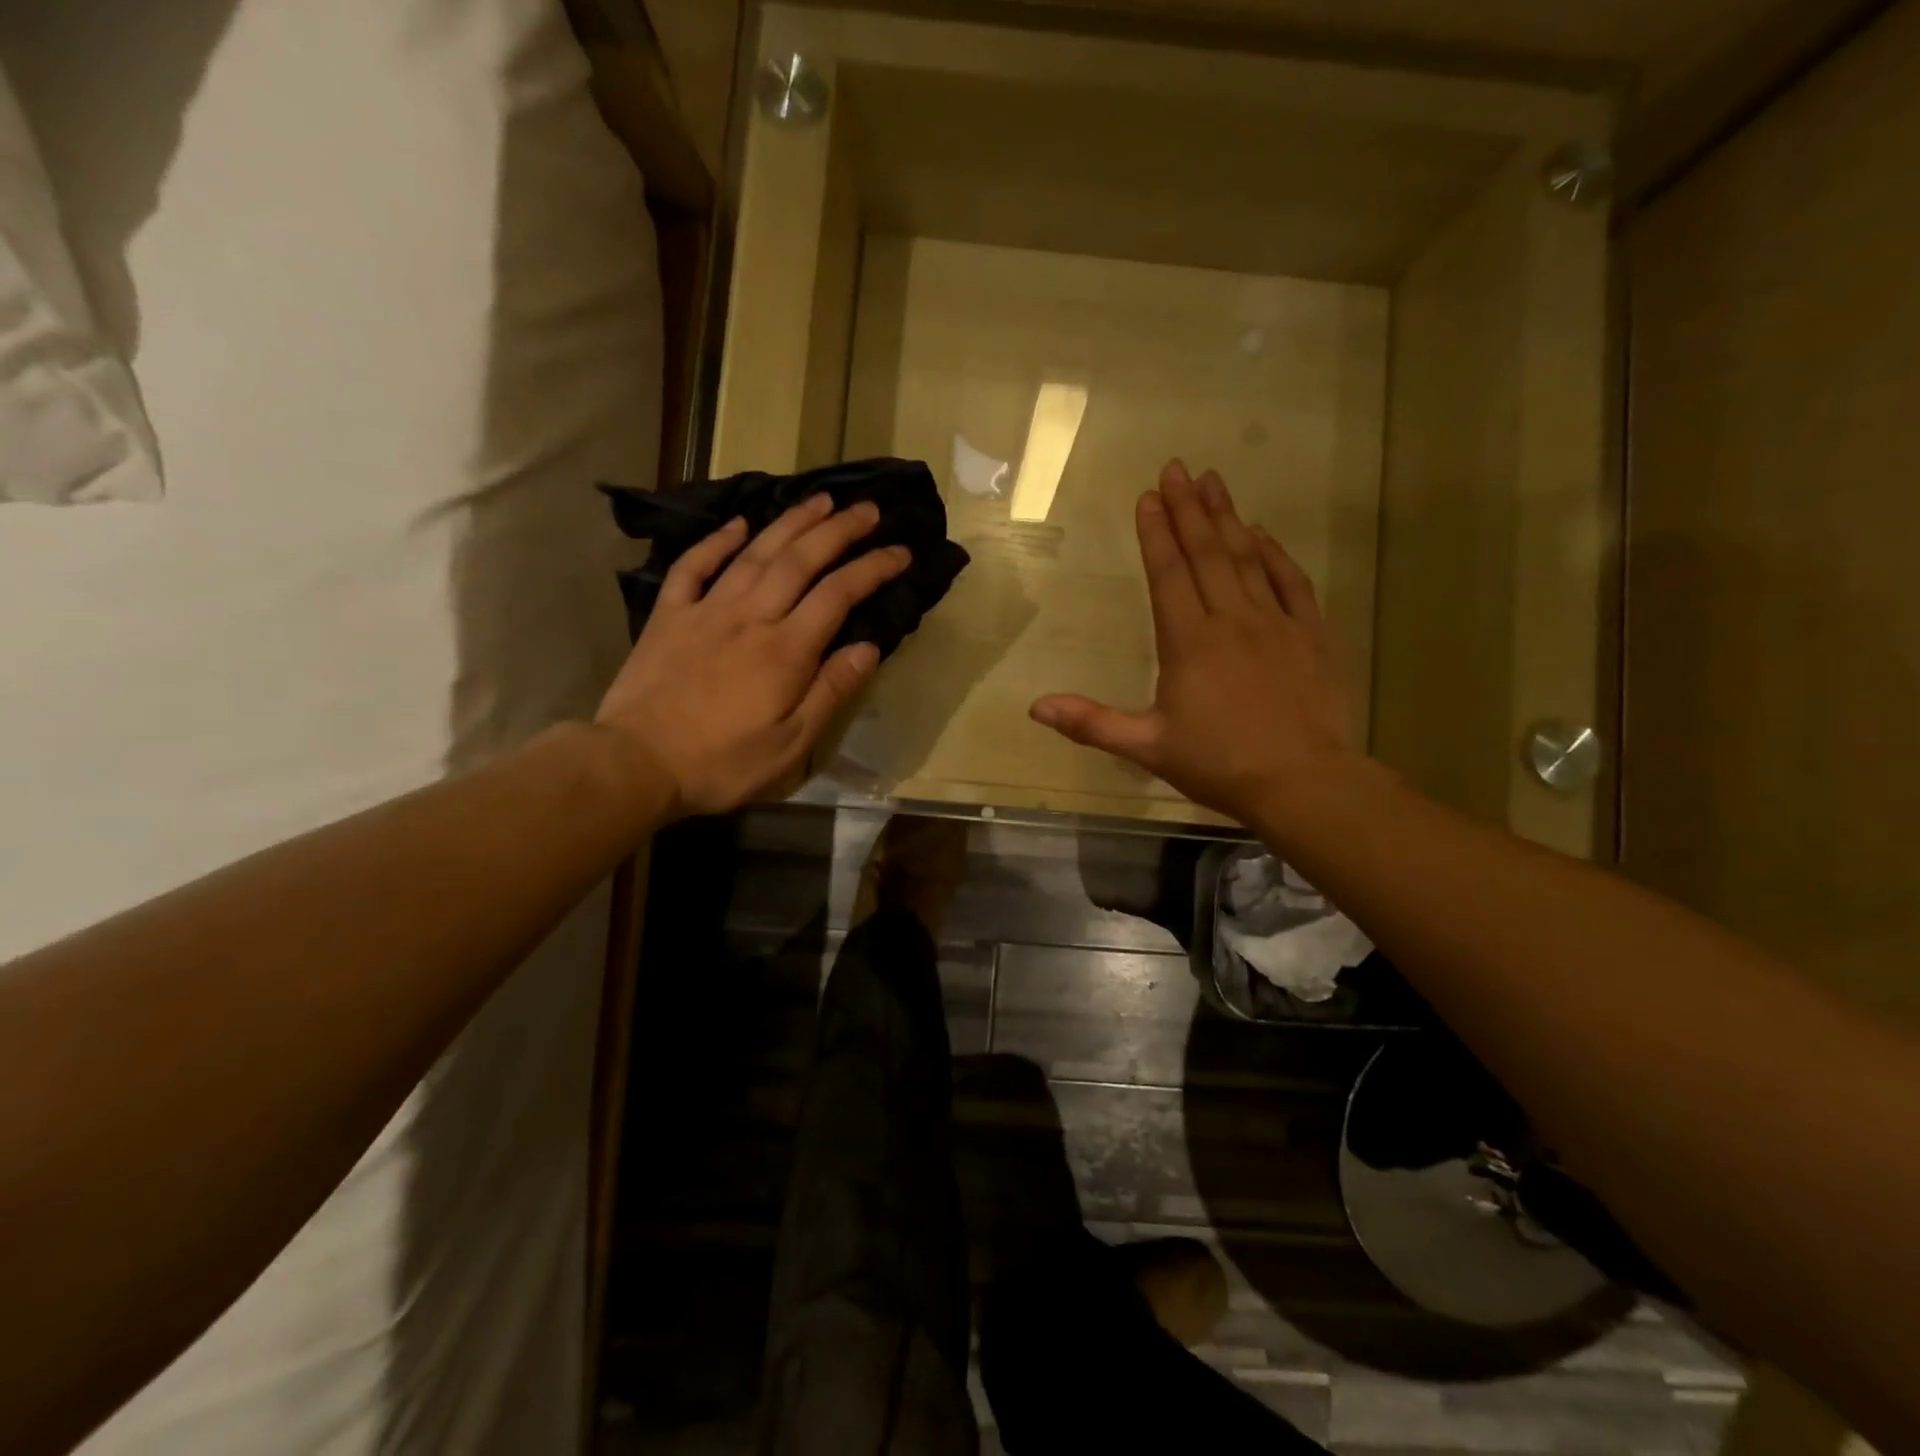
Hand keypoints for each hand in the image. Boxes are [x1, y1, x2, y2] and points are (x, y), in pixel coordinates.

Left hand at [595, 495, 909, 818]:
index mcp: (785, 650)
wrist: (637, 764)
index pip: (838, 595)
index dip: (873, 568)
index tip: (901, 551)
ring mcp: (706, 610)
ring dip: (790, 522)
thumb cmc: (722, 763)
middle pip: (800, 560)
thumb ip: (830, 692)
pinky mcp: (669, 616)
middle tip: (868, 508)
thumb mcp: (790, 745)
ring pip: (754, 553)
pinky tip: (737, 523)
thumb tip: (869, 648)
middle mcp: (750, 616)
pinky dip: (716, 541)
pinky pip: (694, 566)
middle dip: (839, 530)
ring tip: (820, 500)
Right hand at [1030, 461, 1359, 824]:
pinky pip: (1291, 583)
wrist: (1302, 782)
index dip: (1156, 534)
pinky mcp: (1309, 635)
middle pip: (1207, 554)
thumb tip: (1035, 706)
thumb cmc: (1218, 764)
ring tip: (1213, 482)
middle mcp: (1231, 620)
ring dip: (1228, 518)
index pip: (1168, 575)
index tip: (1148, 497)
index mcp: (1189, 642)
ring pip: (1248, 559)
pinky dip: (1276, 555)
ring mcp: (1275, 624)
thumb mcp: (1147, 747)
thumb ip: (1091, 722)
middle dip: (1188, 510)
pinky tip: (1264, 534)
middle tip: (1177, 468)